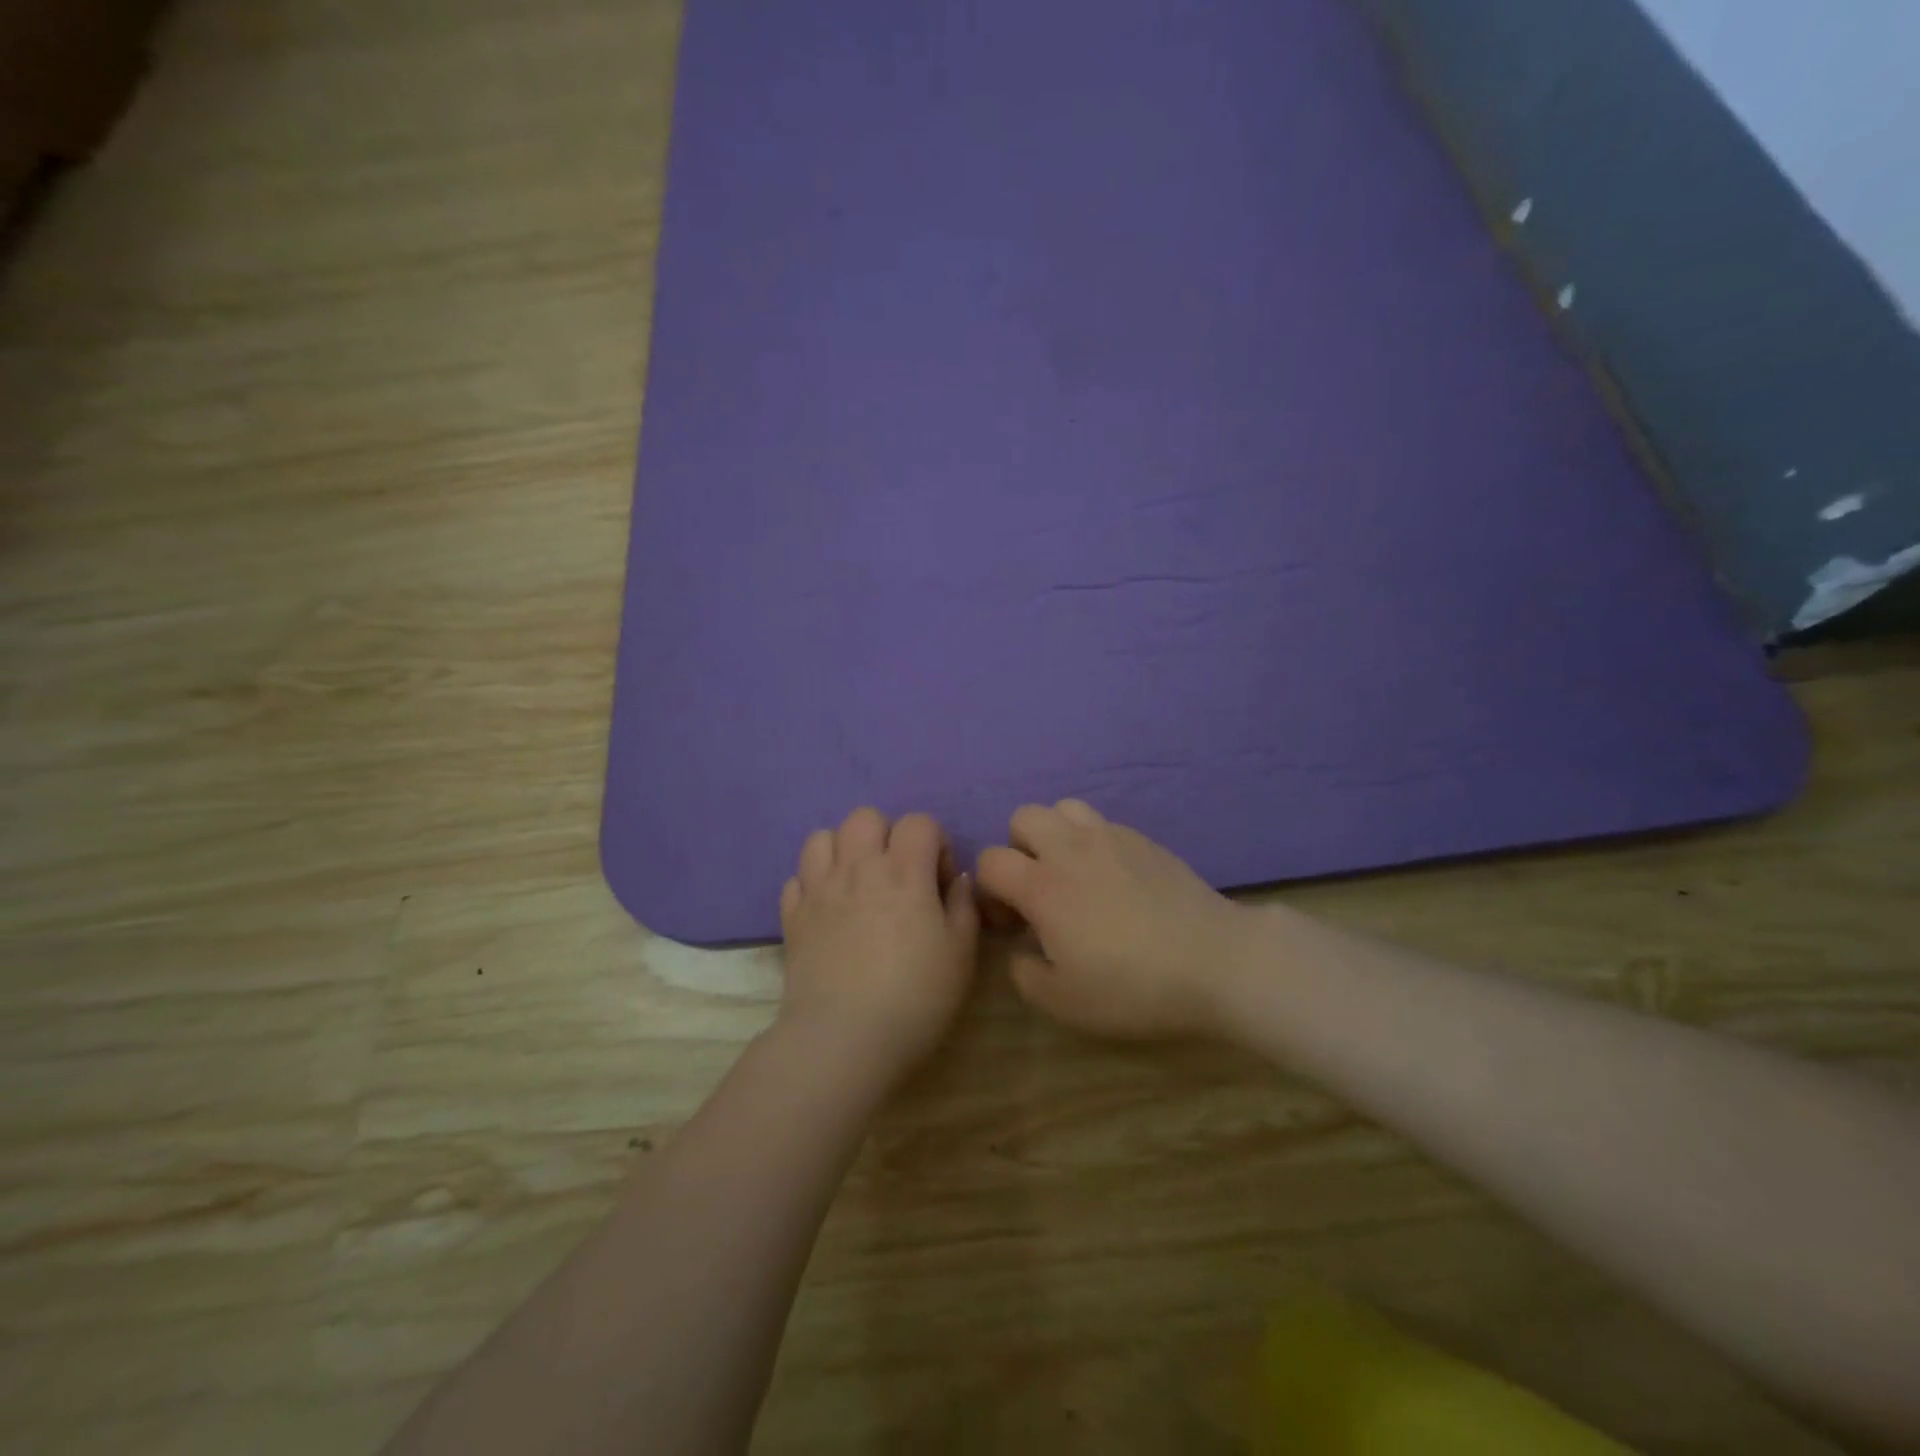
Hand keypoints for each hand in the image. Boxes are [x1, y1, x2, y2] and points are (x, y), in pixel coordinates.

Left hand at [778, 808, 978, 1080]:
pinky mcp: (792, 916)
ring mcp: (818, 889)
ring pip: (822, 837)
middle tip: (897, 875)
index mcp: (904, 871)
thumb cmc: (916, 997)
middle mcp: (858, 867)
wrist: (845, 1039)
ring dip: (843, 851)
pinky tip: (827, 910)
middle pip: (866, 817)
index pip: (919, 822)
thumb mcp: (961, 954)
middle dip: (886, 836)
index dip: (935, 844)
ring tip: (856, 884)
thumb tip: (957, 880)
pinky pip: (797, 878)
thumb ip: (963, 906)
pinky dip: (813, 885)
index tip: (938, 882)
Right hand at [976, 801, 1254, 1039]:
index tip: (1012, 924)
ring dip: (1055, 834)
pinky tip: (1113, 878)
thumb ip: (1026, 975)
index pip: (989, 861)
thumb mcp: (1066, 1002)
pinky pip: (1102, 823)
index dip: (988, 891)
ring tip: (1073, 873)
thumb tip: (1022, 951)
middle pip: (1022, 817)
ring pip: (1063, 807)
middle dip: (1018, 849)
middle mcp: (1070, 849)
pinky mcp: (1144, 838)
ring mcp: (1110, 837)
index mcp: (1043, 886)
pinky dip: (1093, 841)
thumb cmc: (1134, 987)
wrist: (1215, 961)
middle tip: (1039, 889)